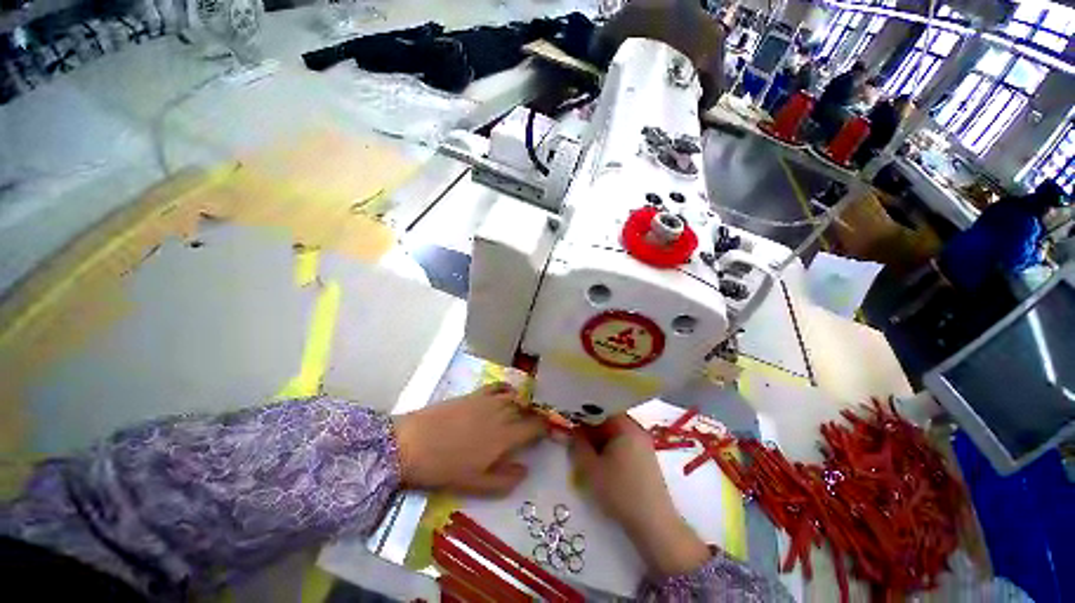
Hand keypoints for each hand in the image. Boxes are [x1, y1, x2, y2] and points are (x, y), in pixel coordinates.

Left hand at [394, 383, 545, 495]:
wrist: (413, 442)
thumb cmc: (445, 468)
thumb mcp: (476, 483)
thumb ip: (505, 479)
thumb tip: (526, 470)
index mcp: (506, 436)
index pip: (535, 427)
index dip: (544, 429)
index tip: (546, 434)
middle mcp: (502, 413)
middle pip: (526, 410)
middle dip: (534, 417)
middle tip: (534, 426)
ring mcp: (488, 401)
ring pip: (515, 397)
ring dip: (523, 403)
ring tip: (523, 412)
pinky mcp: (475, 394)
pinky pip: (498, 386)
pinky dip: (507, 388)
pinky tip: (508, 392)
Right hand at [570, 414, 710, 576]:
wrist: (654, 524)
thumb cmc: (620, 491)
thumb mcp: (591, 468)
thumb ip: (578, 445)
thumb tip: (573, 430)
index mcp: (626, 426)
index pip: (601, 409)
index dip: (583, 414)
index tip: (570, 421)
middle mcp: (637, 430)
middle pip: (609, 420)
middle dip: (591, 428)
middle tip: (575, 438)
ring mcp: (644, 444)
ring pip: (615, 434)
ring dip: (599, 440)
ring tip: (585, 451)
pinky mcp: (646, 459)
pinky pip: (624, 444)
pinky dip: (610, 449)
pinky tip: (601, 462)